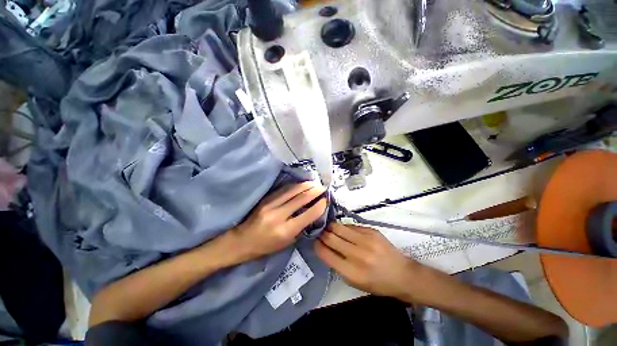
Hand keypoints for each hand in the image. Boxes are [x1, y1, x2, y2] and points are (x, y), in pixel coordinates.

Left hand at [226, 182, 327, 262]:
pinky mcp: (266, 199)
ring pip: (293, 190)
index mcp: (285, 231)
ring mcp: (270, 205)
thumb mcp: (287, 243)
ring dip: (306, 185)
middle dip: (315, 191)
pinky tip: (301, 184)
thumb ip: (301, 227)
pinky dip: (295, 186)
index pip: (308, 215)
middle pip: (301, 198)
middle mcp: (278, 216)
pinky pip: (284, 189)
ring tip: (314, 183)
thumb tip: (312, 212)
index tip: (326, 200)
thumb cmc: (266, 246)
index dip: (320, 205)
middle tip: (323, 187)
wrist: (242, 241)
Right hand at [315, 223, 420, 298]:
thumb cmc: (377, 283)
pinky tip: (343, 229)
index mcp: (351, 272)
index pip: (325, 253)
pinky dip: (344, 227)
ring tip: (328, 227)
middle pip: (330, 237)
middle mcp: (357, 254)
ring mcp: (365, 240)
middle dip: (322, 233)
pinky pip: (351, 226)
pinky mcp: (371, 231)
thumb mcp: (354, 282)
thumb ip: (338, 265)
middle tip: (319, 232)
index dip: (317, 245)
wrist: (402, 274)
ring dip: (331, 227)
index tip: (314, 241)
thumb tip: (325, 247)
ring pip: (339, 227)